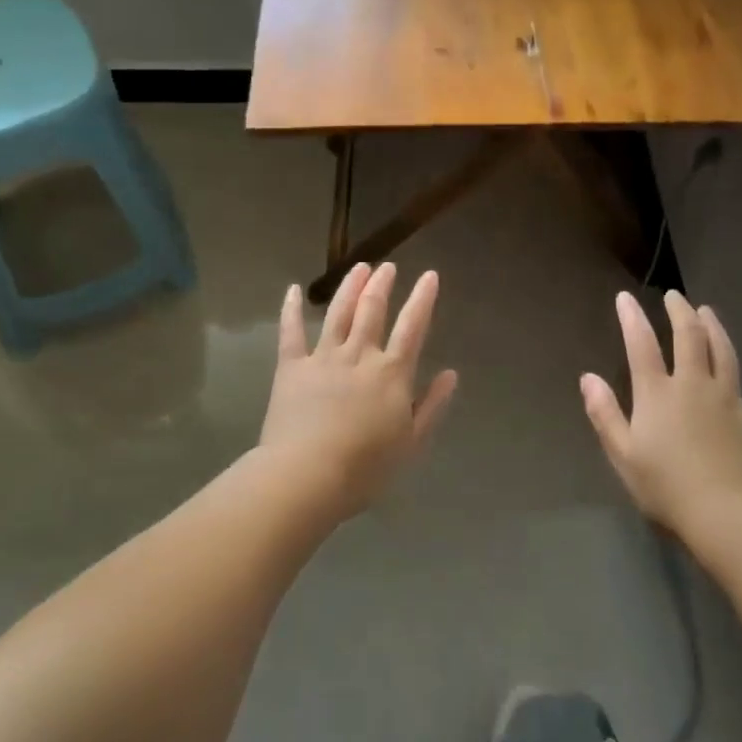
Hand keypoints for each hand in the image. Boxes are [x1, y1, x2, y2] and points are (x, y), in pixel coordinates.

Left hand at [259, 262, 458, 517]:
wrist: (307, 475)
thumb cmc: (365, 467)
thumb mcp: (411, 442)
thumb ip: (431, 405)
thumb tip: (450, 374)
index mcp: (391, 373)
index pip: (412, 327)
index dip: (422, 299)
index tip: (429, 275)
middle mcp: (359, 355)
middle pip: (372, 310)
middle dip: (382, 285)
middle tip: (387, 267)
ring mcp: (323, 357)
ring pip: (338, 313)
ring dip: (350, 287)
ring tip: (359, 268)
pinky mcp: (291, 367)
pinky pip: (291, 332)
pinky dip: (291, 309)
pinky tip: (292, 290)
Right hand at [580, 290, 741, 536]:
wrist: (727, 515)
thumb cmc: (667, 488)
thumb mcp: (622, 454)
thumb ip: (604, 413)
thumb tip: (587, 377)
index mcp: (658, 394)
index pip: (641, 346)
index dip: (632, 319)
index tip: (625, 297)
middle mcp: (694, 385)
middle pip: (689, 338)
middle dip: (680, 313)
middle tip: (675, 297)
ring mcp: (730, 400)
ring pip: (725, 354)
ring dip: (716, 329)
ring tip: (709, 312)